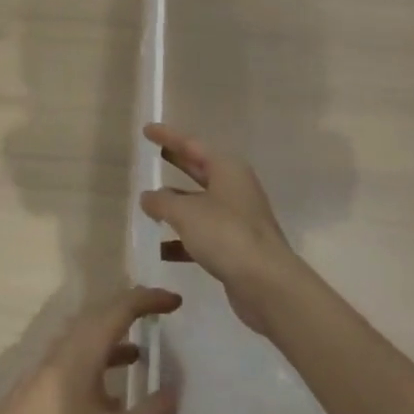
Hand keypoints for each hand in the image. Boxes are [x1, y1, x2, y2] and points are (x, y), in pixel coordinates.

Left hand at [0, 286, 182, 413]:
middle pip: (99, 316)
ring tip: (142, 353)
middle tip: (160, 315)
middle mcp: (62, 349)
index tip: (176, 301)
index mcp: (81, 349)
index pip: (119, 308)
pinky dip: (99, 362)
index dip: (149, 300)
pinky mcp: (37, 390)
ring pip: (85, 339)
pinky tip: (111, 396)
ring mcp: (45, 369)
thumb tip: (176, 391)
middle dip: (131, 311)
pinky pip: (75, 359)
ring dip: (114, 338)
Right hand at [140, 123, 305, 336]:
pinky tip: (160, 248)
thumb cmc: (226, 235)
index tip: (147, 129)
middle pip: (199, 170)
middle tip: (152, 156)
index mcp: (227, 169)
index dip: (168, 136)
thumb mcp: (185, 213)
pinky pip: (202, 234)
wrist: (266, 284)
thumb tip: (148, 197)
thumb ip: (162, 201)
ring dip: (175, 205)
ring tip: (147, 205)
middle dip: (175, 163)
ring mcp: (237, 218)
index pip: (191, 144)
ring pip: (199, 204)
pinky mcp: (235, 246)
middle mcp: (234, 189)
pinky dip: (182, 238)